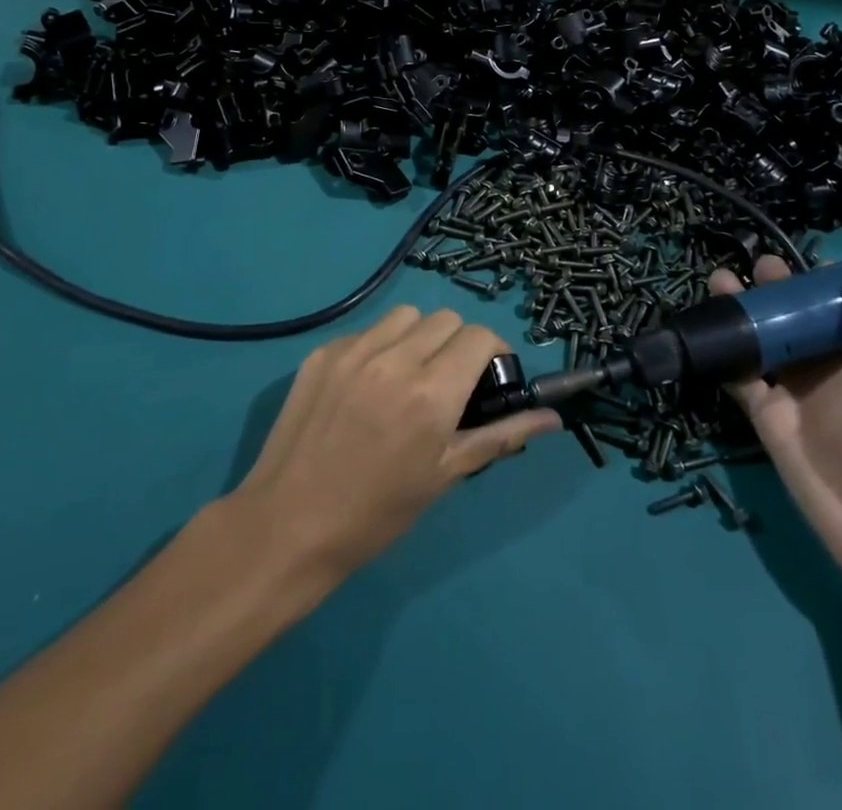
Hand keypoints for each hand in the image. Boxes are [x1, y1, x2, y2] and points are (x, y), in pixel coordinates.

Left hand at [230, 306, 559, 577]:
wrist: (288, 525)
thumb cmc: (376, 513)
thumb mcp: (445, 475)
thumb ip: (501, 435)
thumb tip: (553, 417)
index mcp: (431, 393)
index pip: (480, 336)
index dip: (492, 353)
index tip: (487, 378)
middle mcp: (395, 359)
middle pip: (446, 319)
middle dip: (457, 344)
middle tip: (447, 383)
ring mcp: (353, 350)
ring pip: (406, 315)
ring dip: (418, 337)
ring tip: (407, 377)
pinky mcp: (321, 352)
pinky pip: (366, 330)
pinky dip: (379, 346)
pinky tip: (367, 385)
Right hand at [718, 253, 841, 602]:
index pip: (837, 305)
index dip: (816, 278)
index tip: (792, 248)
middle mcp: (828, 367)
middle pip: (792, 318)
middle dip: (772, 290)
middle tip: (753, 266)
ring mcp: (795, 393)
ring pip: (761, 342)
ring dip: (741, 314)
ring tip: (719, 283)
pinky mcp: (767, 420)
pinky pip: (741, 379)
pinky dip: (724, 356)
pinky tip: (707, 331)